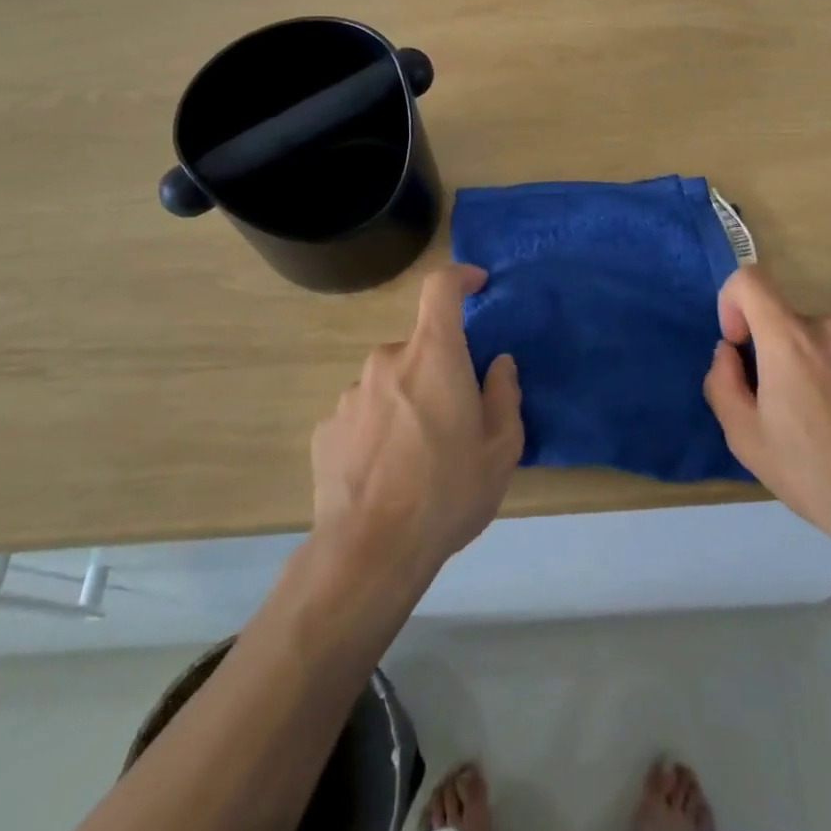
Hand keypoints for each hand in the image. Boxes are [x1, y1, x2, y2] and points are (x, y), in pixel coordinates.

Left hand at [310, 264, 523, 581]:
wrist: (370, 552)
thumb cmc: (448, 492)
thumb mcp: (501, 449)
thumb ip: (504, 395)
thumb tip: (499, 364)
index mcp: (434, 354)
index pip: (441, 289)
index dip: (460, 278)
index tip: (476, 285)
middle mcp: (387, 360)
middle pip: (419, 347)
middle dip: (438, 370)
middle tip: (453, 420)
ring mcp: (351, 393)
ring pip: (389, 381)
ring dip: (406, 401)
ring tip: (417, 457)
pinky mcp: (326, 427)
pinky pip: (362, 412)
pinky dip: (378, 428)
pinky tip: (384, 473)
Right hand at [703, 266, 830, 595]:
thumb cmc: (820, 478)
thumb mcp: (748, 440)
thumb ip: (722, 383)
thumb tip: (729, 353)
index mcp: (791, 340)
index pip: (749, 280)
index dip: (732, 302)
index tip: (740, 345)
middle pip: (785, 321)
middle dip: (774, 354)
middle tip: (785, 411)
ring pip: (820, 340)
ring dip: (810, 367)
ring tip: (827, 424)